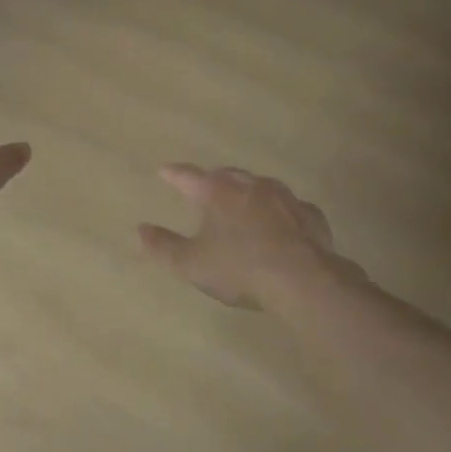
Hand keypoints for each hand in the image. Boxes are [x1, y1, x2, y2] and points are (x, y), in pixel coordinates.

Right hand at [138, 164, 351, 309]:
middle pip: (227, 175)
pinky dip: (280, 212)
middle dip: (213, 179)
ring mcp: (284, 198)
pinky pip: (290, 207)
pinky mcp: (310, 215)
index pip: (189, 176)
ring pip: (261, 186)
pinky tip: (281, 224)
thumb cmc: (239, 269)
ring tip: (242, 202)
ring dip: (248, 191)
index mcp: (218, 192)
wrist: (302, 281)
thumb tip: (140, 229)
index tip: (164, 170)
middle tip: (205, 186)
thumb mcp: (191, 264)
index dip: (174, 174)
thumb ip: (163, 246)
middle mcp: (251, 185)